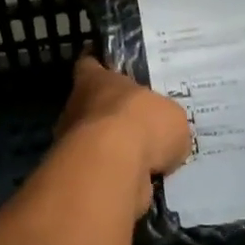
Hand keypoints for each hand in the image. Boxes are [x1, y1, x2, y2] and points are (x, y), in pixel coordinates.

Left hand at [55, 56, 194, 213]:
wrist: (112, 169)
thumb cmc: (140, 123)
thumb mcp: (171, 116)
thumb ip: (165, 121)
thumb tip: (166, 138)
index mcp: (95, 80)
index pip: (89, 63)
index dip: (99, 65)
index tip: (110, 68)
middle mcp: (78, 108)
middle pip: (93, 106)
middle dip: (114, 115)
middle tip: (143, 123)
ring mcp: (73, 144)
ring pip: (97, 142)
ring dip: (116, 151)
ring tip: (150, 159)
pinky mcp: (79, 176)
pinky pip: (103, 172)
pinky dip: (119, 176)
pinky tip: (144, 181)